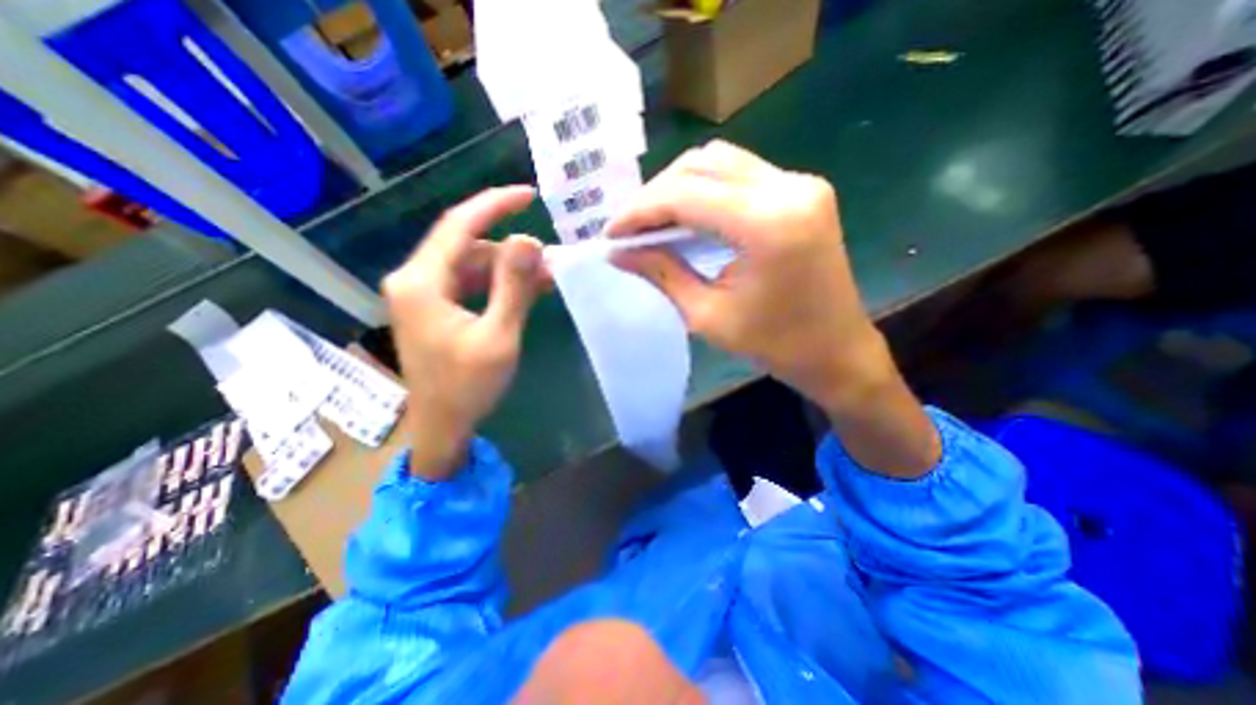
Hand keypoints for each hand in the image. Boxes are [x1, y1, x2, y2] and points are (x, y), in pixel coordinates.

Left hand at [381, 188, 543, 480]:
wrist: (442, 426)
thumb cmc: (468, 386)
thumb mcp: (499, 336)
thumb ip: (514, 287)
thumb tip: (530, 240)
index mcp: (421, 282)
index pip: (459, 225)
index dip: (495, 205)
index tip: (529, 195)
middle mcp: (414, 279)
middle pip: (467, 246)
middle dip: (511, 249)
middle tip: (550, 261)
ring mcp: (423, 294)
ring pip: (471, 265)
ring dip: (508, 269)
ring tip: (545, 279)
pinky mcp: (434, 308)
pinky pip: (469, 283)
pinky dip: (497, 284)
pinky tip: (525, 292)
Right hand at [610, 137, 941, 475]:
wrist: (836, 350)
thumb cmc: (774, 345)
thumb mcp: (707, 315)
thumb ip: (661, 274)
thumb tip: (618, 252)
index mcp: (767, 224)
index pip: (685, 195)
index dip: (640, 210)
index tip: (611, 232)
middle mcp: (788, 188)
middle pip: (702, 165)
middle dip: (656, 195)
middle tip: (630, 228)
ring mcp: (801, 183)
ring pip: (720, 162)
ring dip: (679, 187)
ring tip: (652, 221)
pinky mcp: (802, 190)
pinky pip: (740, 175)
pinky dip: (705, 190)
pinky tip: (687, 216)